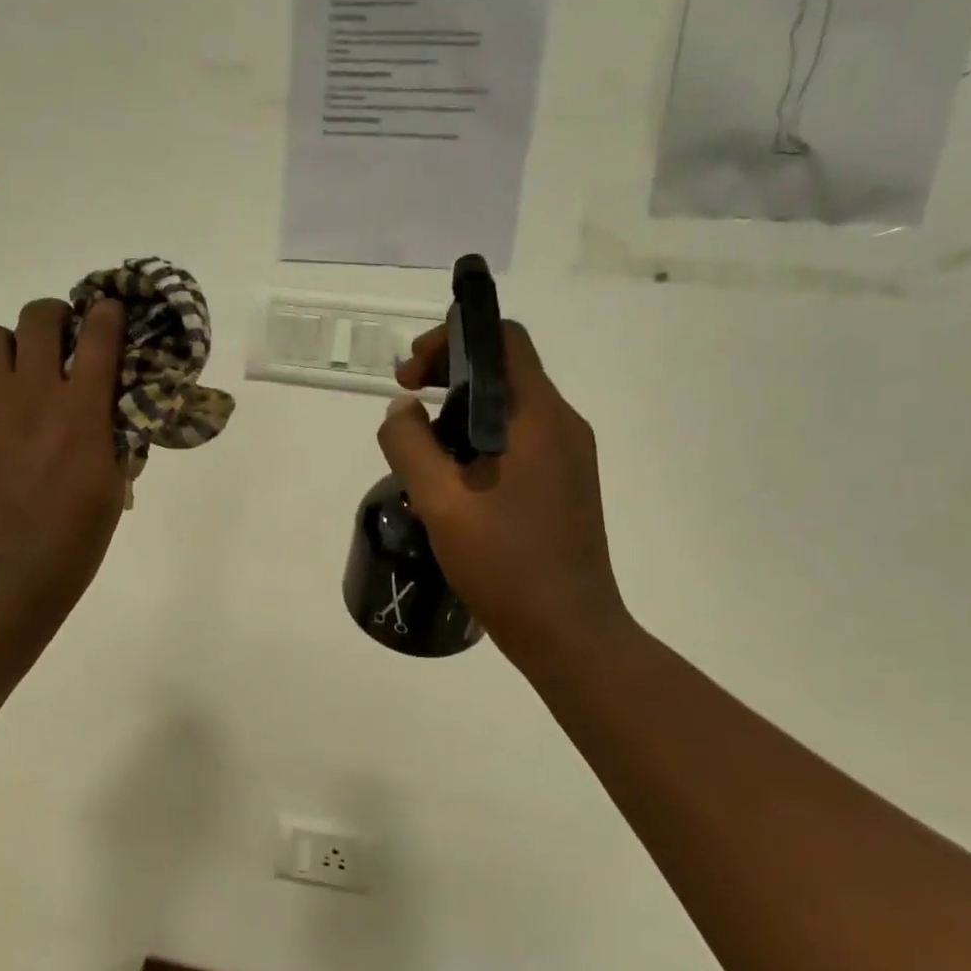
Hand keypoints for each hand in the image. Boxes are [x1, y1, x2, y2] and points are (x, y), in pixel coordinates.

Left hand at [0, 297, 126, 648]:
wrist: (0, 581)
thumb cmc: (72, 544)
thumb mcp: (112, 490)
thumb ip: (114, 437)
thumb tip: (112, 407)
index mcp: (81, 414)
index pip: (98, 336)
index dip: (108, 313)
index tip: (112, 313)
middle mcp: (33, 396)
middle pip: (38, 316)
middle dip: (58, 315)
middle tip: (66, 339)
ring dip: (14, 343)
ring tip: (25, 371)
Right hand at [378, 323, 631, 669]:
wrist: (568, 631)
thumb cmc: (505, 562)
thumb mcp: (440, 500)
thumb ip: (409, 444)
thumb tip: (402, 409)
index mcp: (538, 416)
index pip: (503, 339)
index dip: (450, 340)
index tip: (412, 377)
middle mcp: (562, 424)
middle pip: (505, 371)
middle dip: (449, 377)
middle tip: (407, 409)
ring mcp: (569, 456)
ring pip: (510, 410)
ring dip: (461, 415)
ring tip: (424, 456)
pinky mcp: (566, 484)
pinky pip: (520, 442)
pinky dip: (481, 442)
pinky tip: (454, 484)